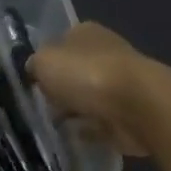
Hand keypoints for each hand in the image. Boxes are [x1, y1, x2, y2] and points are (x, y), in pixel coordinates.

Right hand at [29, 22, 154, 155]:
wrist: (137, 106)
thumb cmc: (86, 75)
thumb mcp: (44, 62)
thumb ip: (35, 64)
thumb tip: (34, 69)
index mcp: (86, 32)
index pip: (61, 43)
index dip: (47, 62)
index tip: (33, 82)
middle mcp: (106, 53)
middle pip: (76, 72)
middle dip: (61, 89)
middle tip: (42, 107)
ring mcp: (120, 84)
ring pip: (89, 97)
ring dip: (75, 110)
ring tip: (54, 126)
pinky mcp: (128, 113)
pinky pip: (101, 122)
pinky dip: (90, 129)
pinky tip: (75, 137)